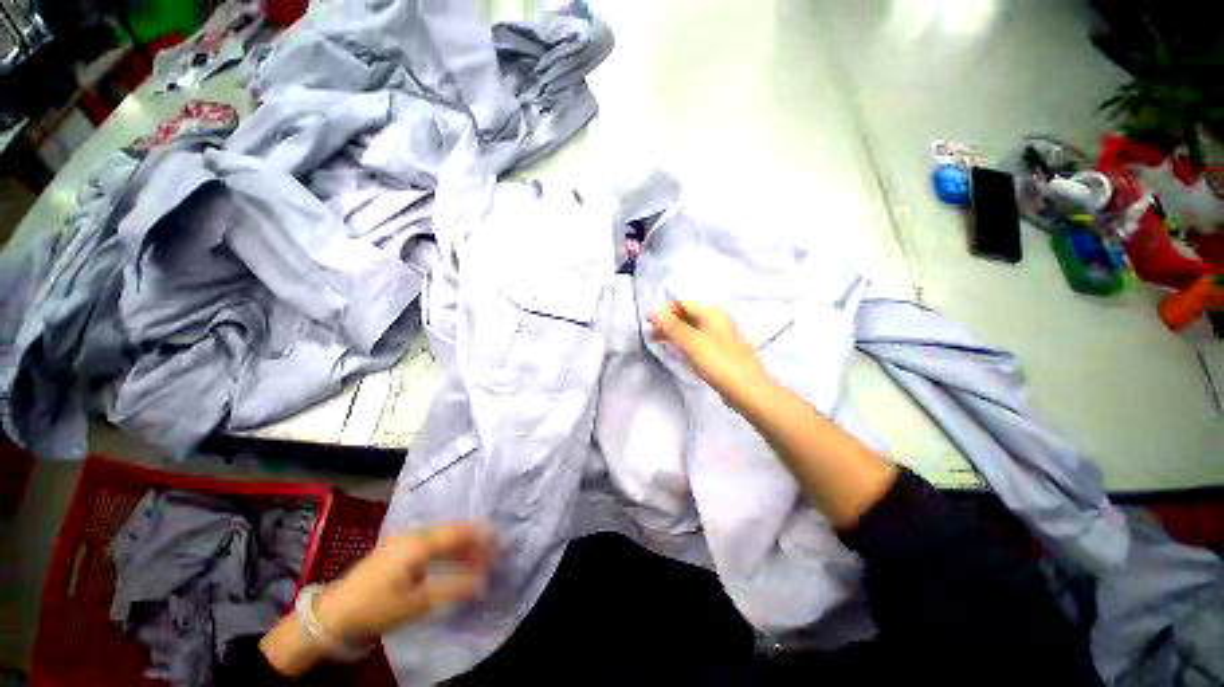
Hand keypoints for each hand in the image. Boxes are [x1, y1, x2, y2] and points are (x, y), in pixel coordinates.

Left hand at [316, 523, 493, 639]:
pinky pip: (432, 541)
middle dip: (474, 539)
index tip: (500, 542)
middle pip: (452, 531)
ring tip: (479, 553)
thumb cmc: (377, 607)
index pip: (458, 534)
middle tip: (494, 547)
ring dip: (462, 543)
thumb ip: (453, 587)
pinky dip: (448, 547)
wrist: (334, 613)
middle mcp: (414, 533)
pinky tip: (455, 556)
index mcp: (419, 542)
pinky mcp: (398, 547)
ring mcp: (404, 538)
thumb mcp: (417, 602)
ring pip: (442, 535)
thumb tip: (483, 581)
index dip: (481, 537)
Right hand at [649, 301, 771, 403]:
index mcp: (712, 312)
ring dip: (674, 335)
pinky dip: (684, 345)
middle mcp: (717, 320)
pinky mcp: (720, 352)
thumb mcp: (692, 342)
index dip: (663, 311)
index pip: (682, 303)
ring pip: (691, 330)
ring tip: (659, 345)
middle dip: (667, 324)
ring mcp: (720, 336)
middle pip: (686, 316)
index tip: (648, 325)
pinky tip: (677, 354)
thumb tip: (653, 311)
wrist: (749, 391)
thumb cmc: (719, 363)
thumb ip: (672, 326)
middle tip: (650, 337)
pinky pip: (697, 342)